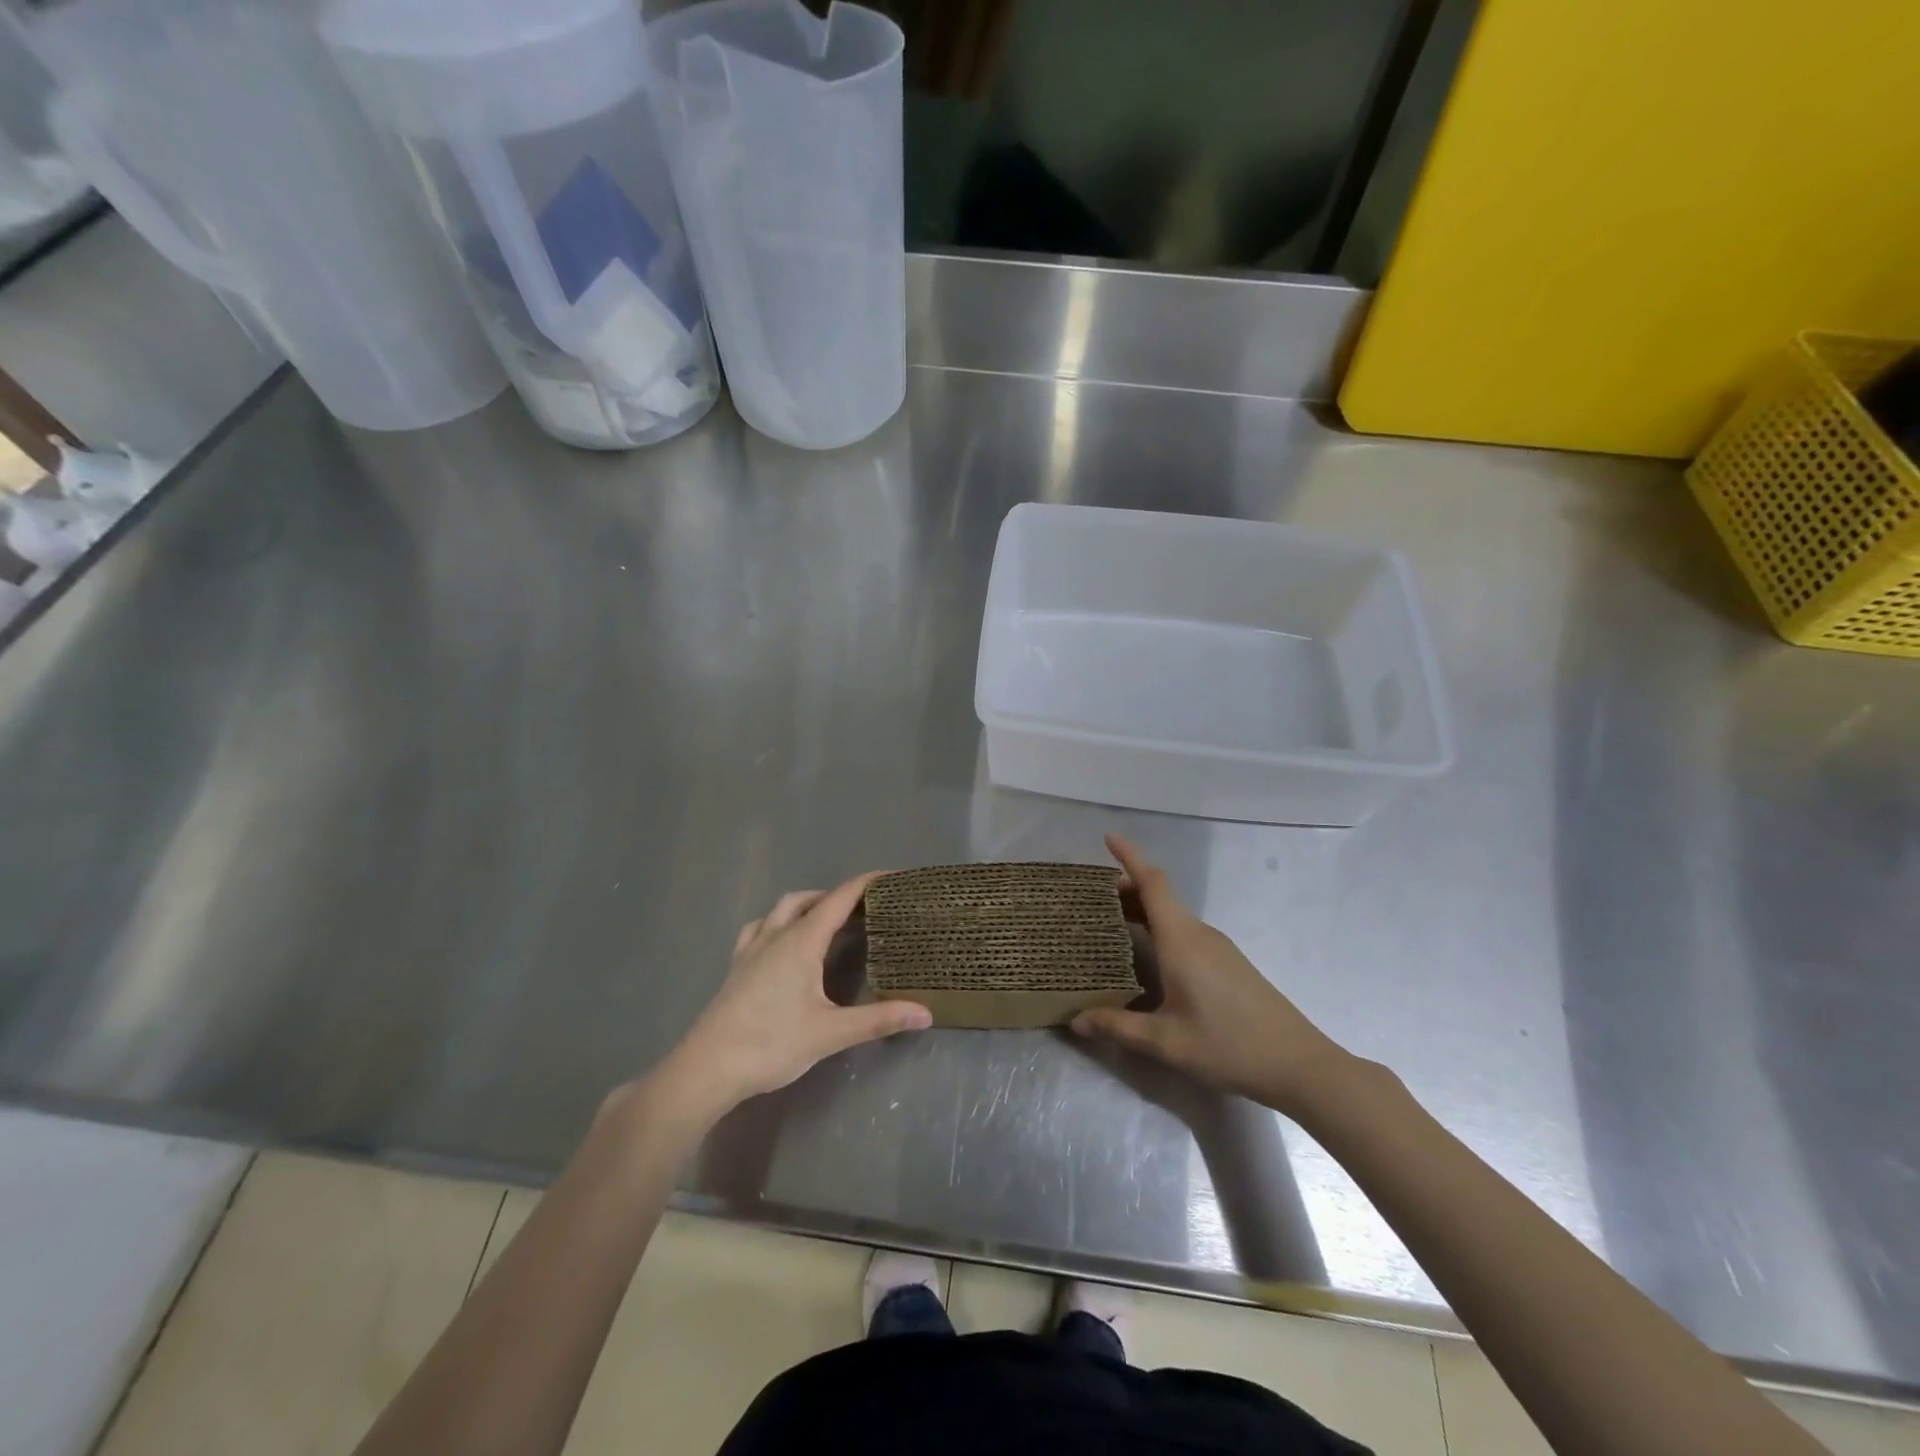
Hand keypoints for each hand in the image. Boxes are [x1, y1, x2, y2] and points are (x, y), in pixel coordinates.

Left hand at [653, 873, 932, 1120]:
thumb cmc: (771, 1044)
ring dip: (807, 905)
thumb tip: (926, 1013)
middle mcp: (776, 935)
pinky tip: (783, 942)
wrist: (707, 1068)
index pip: (839, 898)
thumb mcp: (830, 1033)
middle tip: (866, 909)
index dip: (867, 883)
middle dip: (838, 896)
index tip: (893, 877)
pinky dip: (779, 923)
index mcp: (801, 942)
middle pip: (809, 899)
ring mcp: (752, 949)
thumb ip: (878, 1020)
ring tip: (828, 921)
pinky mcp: (737, 967)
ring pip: (781, 909)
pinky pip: (760, 928)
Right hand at [1072, 835, 1349, 1116]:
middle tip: (1092, 900)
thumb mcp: (1166, 1042)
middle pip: (1160, 896)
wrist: (1298, 1065)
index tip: (1107, 837)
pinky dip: (1159, 930)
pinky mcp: (1228, 963)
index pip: (1153, 883)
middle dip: (1127, 889)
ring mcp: (1218, 948)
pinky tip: (1148, 957)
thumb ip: (1117, 1027)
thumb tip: (1076, 1019)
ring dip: (1143, 911)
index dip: (1130, 857)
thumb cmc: (1228, 1046)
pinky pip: (1185, 932)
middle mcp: (1199, 934)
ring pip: (1173, 915)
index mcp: (1181, 940)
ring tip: (1112, 926)